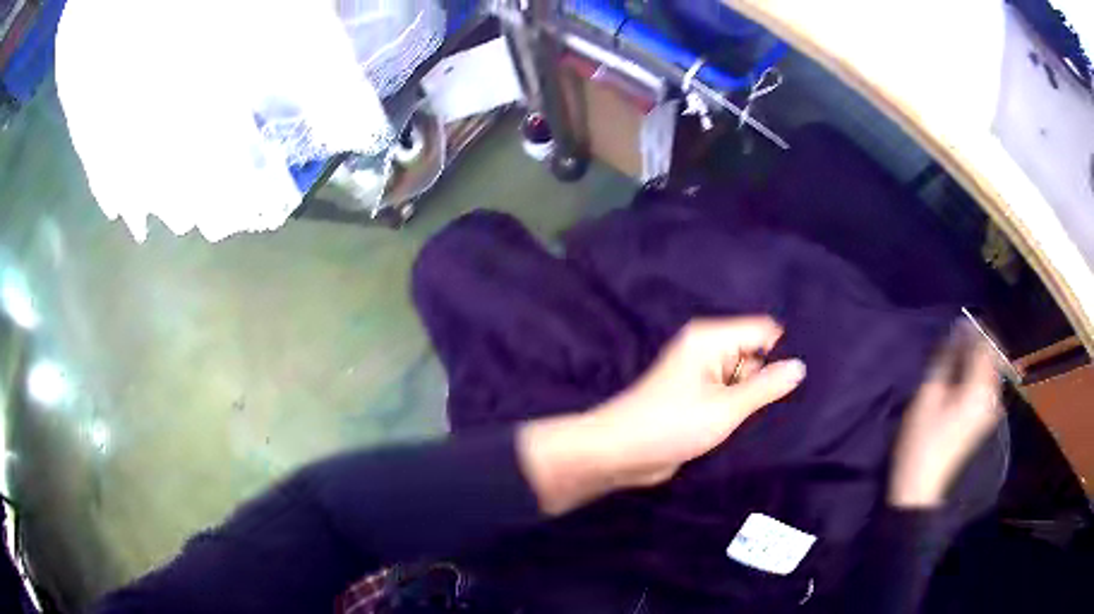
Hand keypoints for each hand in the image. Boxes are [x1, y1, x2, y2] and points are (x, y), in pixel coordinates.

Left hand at [519, 317, 806, 514]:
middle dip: (774, 375)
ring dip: (759, 395)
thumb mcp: (725, 408)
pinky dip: (744, 407)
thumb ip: (766, 387)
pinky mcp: (698, 400)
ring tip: (789, 413)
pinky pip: (731, 396)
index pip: (764, 330)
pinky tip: (765, 422)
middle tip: (805, 398)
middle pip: (756, 354)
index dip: (786, 349)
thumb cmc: (670, 425)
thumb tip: (800, 366)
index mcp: (711, 339)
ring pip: (745, 379)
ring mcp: (702, 376)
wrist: (619, 453)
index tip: (810, 372)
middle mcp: (708, 351)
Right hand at [889, 324, 1003, 508]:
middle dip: (977, 343)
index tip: (958, 324)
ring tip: (957, 358)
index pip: (985, 344)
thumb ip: (945, 360)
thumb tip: (956, 333)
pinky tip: (962, 379)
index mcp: (980, 388)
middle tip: (956, 340)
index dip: (974, 330)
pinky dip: (978, 375)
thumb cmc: (922, 440)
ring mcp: (990, 411)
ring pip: (990, 371)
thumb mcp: (929, 395)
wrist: (923, 486)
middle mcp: (992, 396)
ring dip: (977, 359)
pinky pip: (988, 386)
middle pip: (991, 357)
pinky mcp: (985, 421)